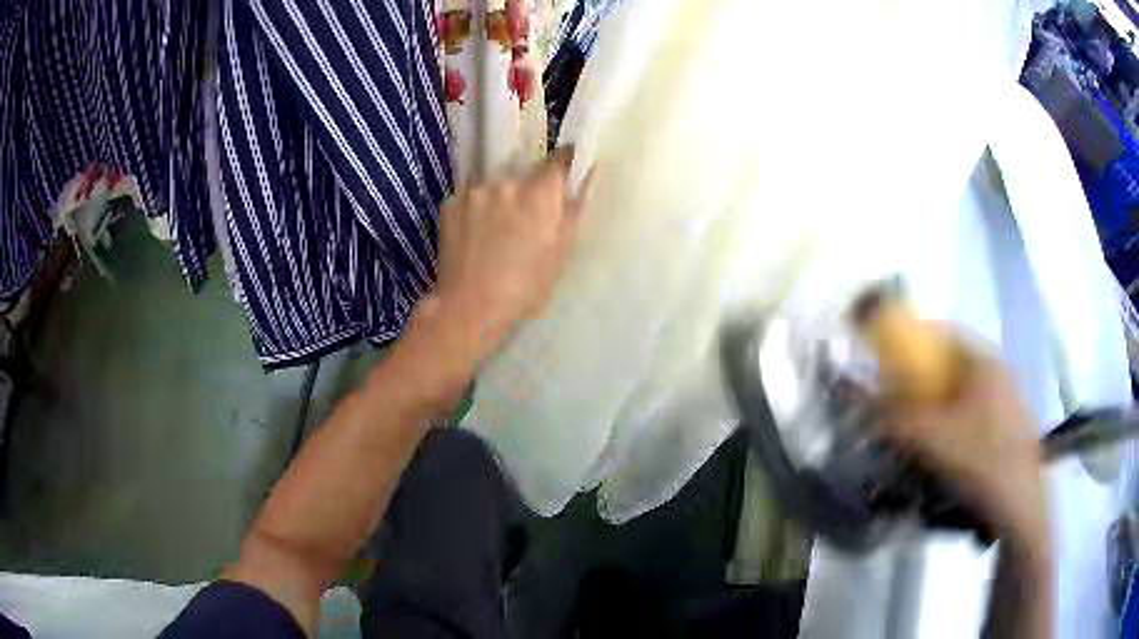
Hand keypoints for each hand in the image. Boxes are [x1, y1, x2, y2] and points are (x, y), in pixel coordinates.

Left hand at [413, 148, 590, 366]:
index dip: (563, 165)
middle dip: (528, 190)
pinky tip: (476, 237)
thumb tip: (581, 179)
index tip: (564, 174)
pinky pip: (473, 197)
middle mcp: (507, 182)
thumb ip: (572, 210)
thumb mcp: (560, 254)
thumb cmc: (525, 288)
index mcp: (539, 194)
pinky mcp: (451, 202)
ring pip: (496, 185)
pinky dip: (477, 209)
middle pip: (524, 173)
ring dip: (501, 200)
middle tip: (526, 221)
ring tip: (496, 233)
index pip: (558, 159)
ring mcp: (476, 191)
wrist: (469, 308)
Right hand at [883, 338, 1047, 548]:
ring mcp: (1012, 399)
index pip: (945, 334)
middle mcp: (1000, 371)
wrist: (1017, 504)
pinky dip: (962, 423)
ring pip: (970, 391)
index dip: (916, 340)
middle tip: (907, 401)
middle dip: (929, 378)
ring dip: (946, 404)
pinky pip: (981, 413)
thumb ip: (898, 418)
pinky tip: (952, 451)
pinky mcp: (1015, 427)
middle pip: (957, 363)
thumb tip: (870, 406)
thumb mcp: (931, 439)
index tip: (893, 359)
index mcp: (983, 362)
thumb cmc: (978, 460)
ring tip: (926, 431)